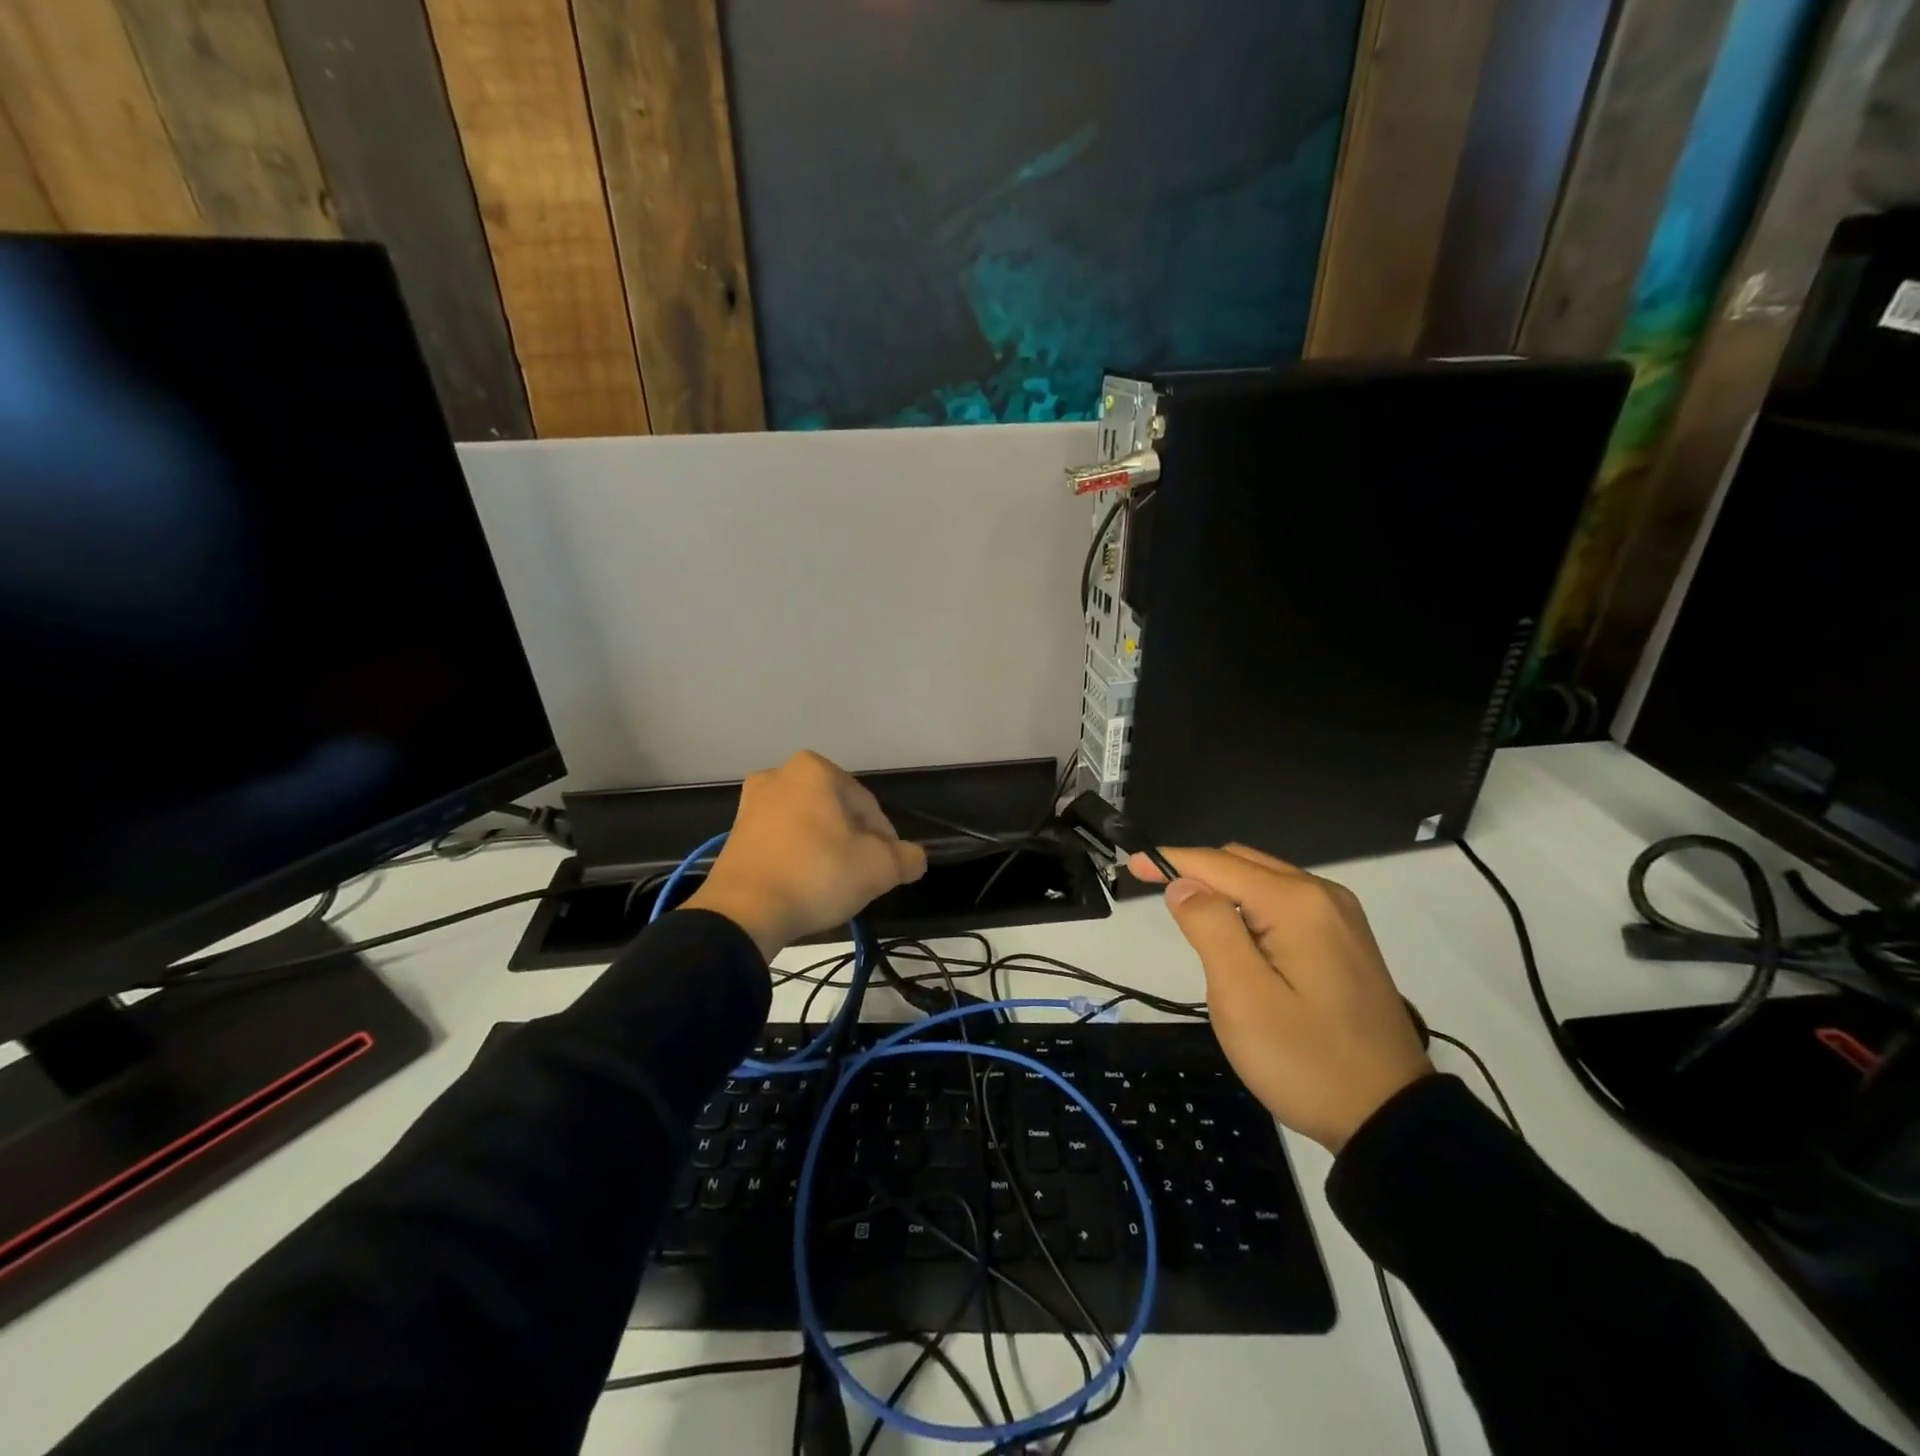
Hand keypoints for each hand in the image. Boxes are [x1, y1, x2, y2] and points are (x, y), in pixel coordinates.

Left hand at [682, 751, 927, 959]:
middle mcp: (781, 774)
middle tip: (861, 876)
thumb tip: (915, 858)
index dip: (885, 839)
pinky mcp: (735, 832)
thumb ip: (907, 858)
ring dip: (825, 849)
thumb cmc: (817, 874)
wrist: (743, 912)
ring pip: (808, 825)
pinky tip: (804, 885)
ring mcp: (752, 803)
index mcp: (816, 770)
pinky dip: (797, 857)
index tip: (887, 868)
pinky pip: (781, 839)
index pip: (868, 805)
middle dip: (852, 841)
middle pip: (836, 812)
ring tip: (833, 884)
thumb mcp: (878, 869)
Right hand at [1130, 845, 1430, 1151]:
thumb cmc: (1306, 1060)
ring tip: (1192, 920)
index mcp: (1297, 903)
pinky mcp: (1345, 940)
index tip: (1132, 864)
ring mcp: (1340, 917)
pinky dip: (1250, 906)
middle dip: (1197, 872)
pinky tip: (1238, 936)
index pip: (1218, 864)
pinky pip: (1285, 903)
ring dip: (1223, 890)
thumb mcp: (1242, 997)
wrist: (1390, 1118)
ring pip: (1264, 881)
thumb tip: (1184, 884)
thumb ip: (1209, 928)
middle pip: (1242, 863)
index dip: (1170, 861)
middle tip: (1157, 897)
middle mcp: (1323, 896)